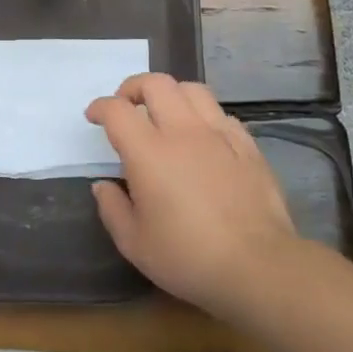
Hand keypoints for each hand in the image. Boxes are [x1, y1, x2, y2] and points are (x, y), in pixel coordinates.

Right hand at [86, 73, 300, 318]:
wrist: (258, 267)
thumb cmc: (188, 257)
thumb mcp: (134, 243)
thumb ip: (112, 208)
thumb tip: (103, 185)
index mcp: (149, 152)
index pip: (117, 110)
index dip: (100, 107)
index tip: (94, 117)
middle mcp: (183, 131)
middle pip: (156, 84)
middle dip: (134, 87)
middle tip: (126, 106)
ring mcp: (219, 135)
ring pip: (192, 90)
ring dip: (171, 94)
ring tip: (165, 113)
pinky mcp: (247, 146)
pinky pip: (221, 114)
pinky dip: (203, 116)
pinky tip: (202, 136)